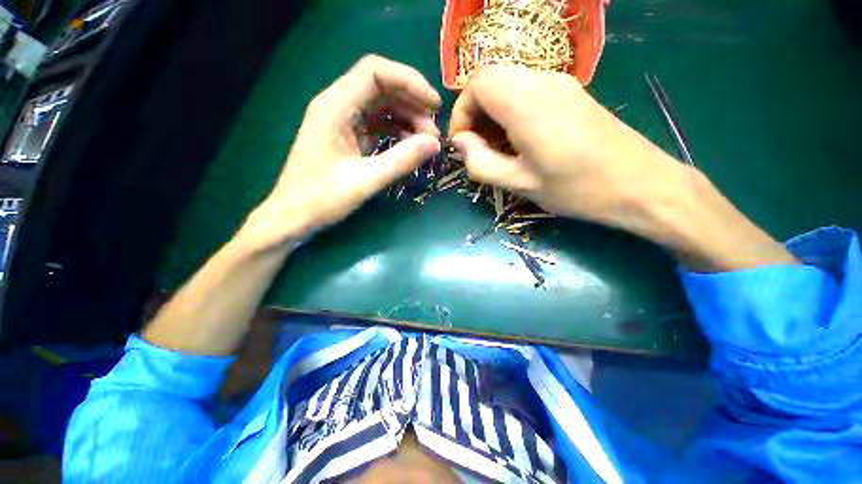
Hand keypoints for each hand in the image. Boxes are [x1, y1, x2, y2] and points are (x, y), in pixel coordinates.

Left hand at [244, 55, 441, 249]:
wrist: (294, 216)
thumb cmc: (322, 199)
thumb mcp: (365, 181)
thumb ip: (401, 160)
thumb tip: (434, 144)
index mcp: (335, 107)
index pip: (375, 72)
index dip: (410, 81)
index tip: (434, 106)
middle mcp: (337, 105)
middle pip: (381, 87)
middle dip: (412, 104)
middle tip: (433, 132)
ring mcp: (342, 121)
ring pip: (381, 106)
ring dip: (406, 118)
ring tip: (426, 141)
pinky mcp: (347, 136)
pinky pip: (377, 124)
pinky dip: (396, 131)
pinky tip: (410, 145)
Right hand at [449, 65, 682, 229]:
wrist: (641, 184)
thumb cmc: (577, 189)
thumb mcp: (520, 183)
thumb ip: (481, 163)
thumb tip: (461, 144)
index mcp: (526, 103)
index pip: (477, 83)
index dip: (461, 112)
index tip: (462, 144)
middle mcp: (542, 81)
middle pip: (491, 79)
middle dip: (475, 113)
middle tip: (478, 147)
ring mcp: (561, 84)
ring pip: (509, 84)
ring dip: (493, 113)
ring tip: (498, 148)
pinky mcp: (572, 93)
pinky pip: (528, 91)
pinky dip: (512, 111)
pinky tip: (520, 141)